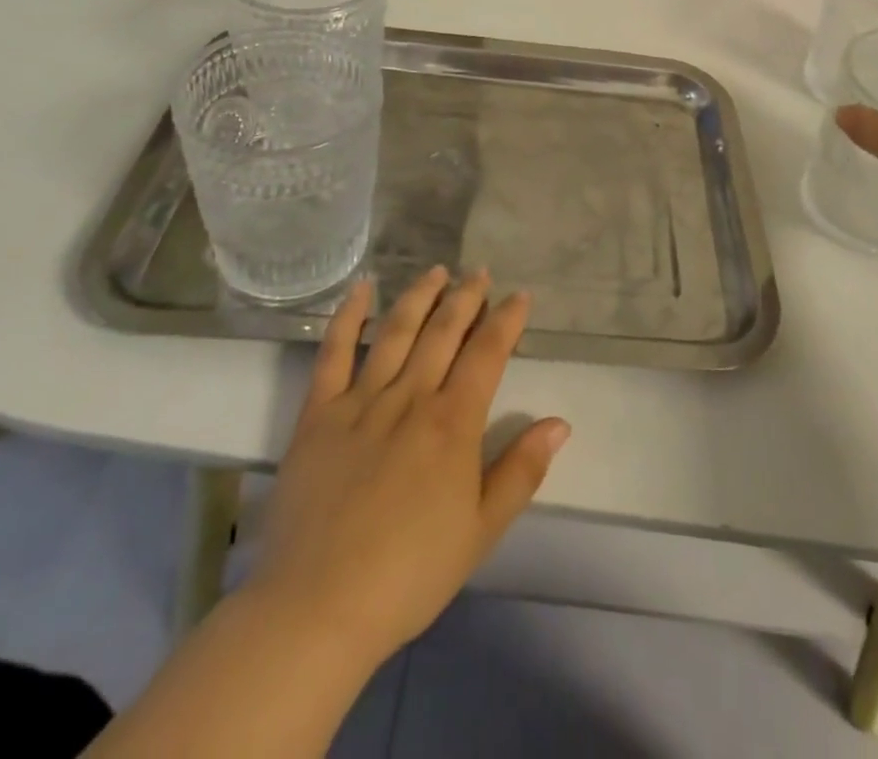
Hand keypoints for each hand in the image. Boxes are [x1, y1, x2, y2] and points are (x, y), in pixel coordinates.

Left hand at [249, 268, 569, 670]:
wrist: (317, 607)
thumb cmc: (409, 573)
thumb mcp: (481, 531)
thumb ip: (521, 471)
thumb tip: (560, 422)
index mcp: (453, 422)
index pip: (487, 353)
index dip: (506, 320)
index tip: (520, 295)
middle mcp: (411, 397)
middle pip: (444, 331)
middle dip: (466, 296)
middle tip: (479, 272)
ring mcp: (361, 400)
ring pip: (397, 330)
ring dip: (420, 296)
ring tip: (437, 270)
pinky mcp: (319, 413)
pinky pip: (334, 352)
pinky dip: (349, 316)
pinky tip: (362, 289)